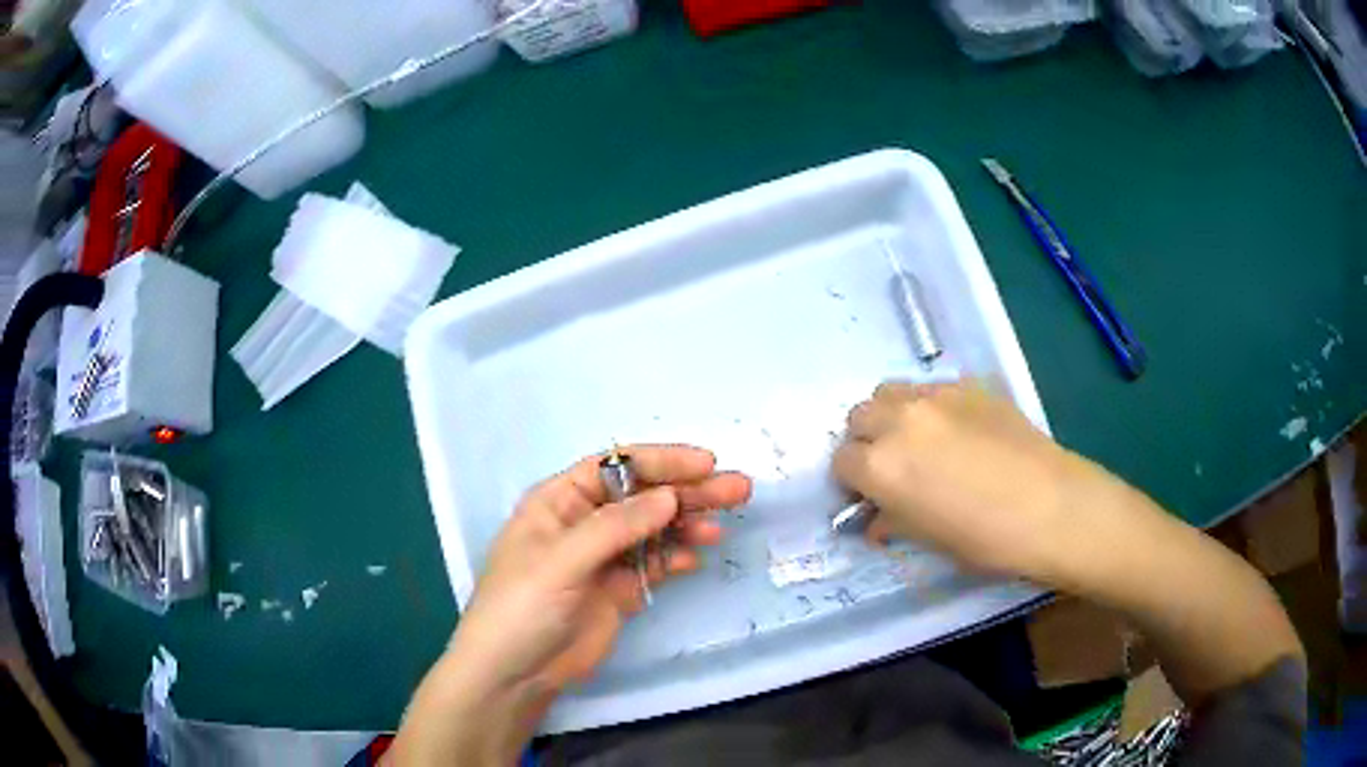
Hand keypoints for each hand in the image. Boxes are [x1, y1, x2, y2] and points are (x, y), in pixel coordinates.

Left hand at [392, 446, 750, 764]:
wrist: (515, 673)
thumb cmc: (522, 606)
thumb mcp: (561, 560)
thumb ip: (615, 527)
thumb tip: (669, 496)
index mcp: (560, 502)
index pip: (616, 468)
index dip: (661, 461)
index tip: (705, 464)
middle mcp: (584, 523)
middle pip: (642, 497)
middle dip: (687, 491)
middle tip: (737, 489)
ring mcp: (604, 559)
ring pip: (654, 530)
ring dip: (688, 524)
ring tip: (723, 525)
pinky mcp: (618, 590)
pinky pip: (654, 565)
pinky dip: (676, 557)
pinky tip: (697, 555)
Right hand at [834, 381, 1122, 583]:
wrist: (1052, 506)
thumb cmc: (987, 540)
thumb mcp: (929, 540)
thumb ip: (893, 521)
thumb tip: (878, 518)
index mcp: (881, 467)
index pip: (841, 462)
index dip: (853, 482)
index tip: (870, 496)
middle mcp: (899, 422)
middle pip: (859, 417)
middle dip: (866, 442)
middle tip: (892, 467)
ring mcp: (935, 397)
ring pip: (890, 392)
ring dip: (891, 416)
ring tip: (919, 441)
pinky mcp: (968, 385)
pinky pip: (931, 389)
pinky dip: (929, 407)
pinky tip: (958, 431)